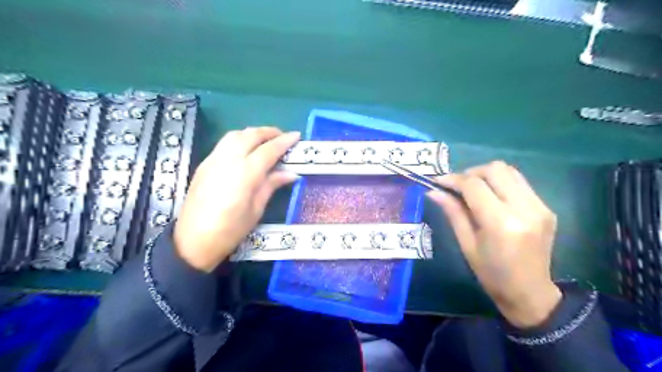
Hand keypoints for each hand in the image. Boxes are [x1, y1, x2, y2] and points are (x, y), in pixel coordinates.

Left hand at [175, 129, 301, 270]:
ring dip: (252, 133)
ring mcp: (213, 160)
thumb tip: (291, 173)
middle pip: (250, 135)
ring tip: (265, 140)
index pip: (268, 150)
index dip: (284, 141)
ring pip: (235, 135)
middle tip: (283, 136)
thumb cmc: (230, 230)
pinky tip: (246, 150)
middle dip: (269, 132)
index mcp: (244, 174)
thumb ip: (271, 185)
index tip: (296, 136)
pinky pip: (224, 144)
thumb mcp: (256, 210)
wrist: (193, 242)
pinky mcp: (204, 165)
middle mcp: (227, 160)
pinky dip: (239, 140)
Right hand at [427, 161, 559, 326]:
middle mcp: (524, 209)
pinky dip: (500, 183)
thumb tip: (433, 191)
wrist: (530, 293)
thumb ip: (452, 212)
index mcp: (501, 223)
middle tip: (457, 186)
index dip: (453, 179)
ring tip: (473, 189)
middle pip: (495, 169)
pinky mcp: (546, 208)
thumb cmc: (491, 274)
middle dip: (471, 172)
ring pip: (510, 171)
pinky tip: (491, 197)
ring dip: (487, 175)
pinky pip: (519, 183)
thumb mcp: (466, 244)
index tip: (438, 181)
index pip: (474, 185)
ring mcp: (540, 206)